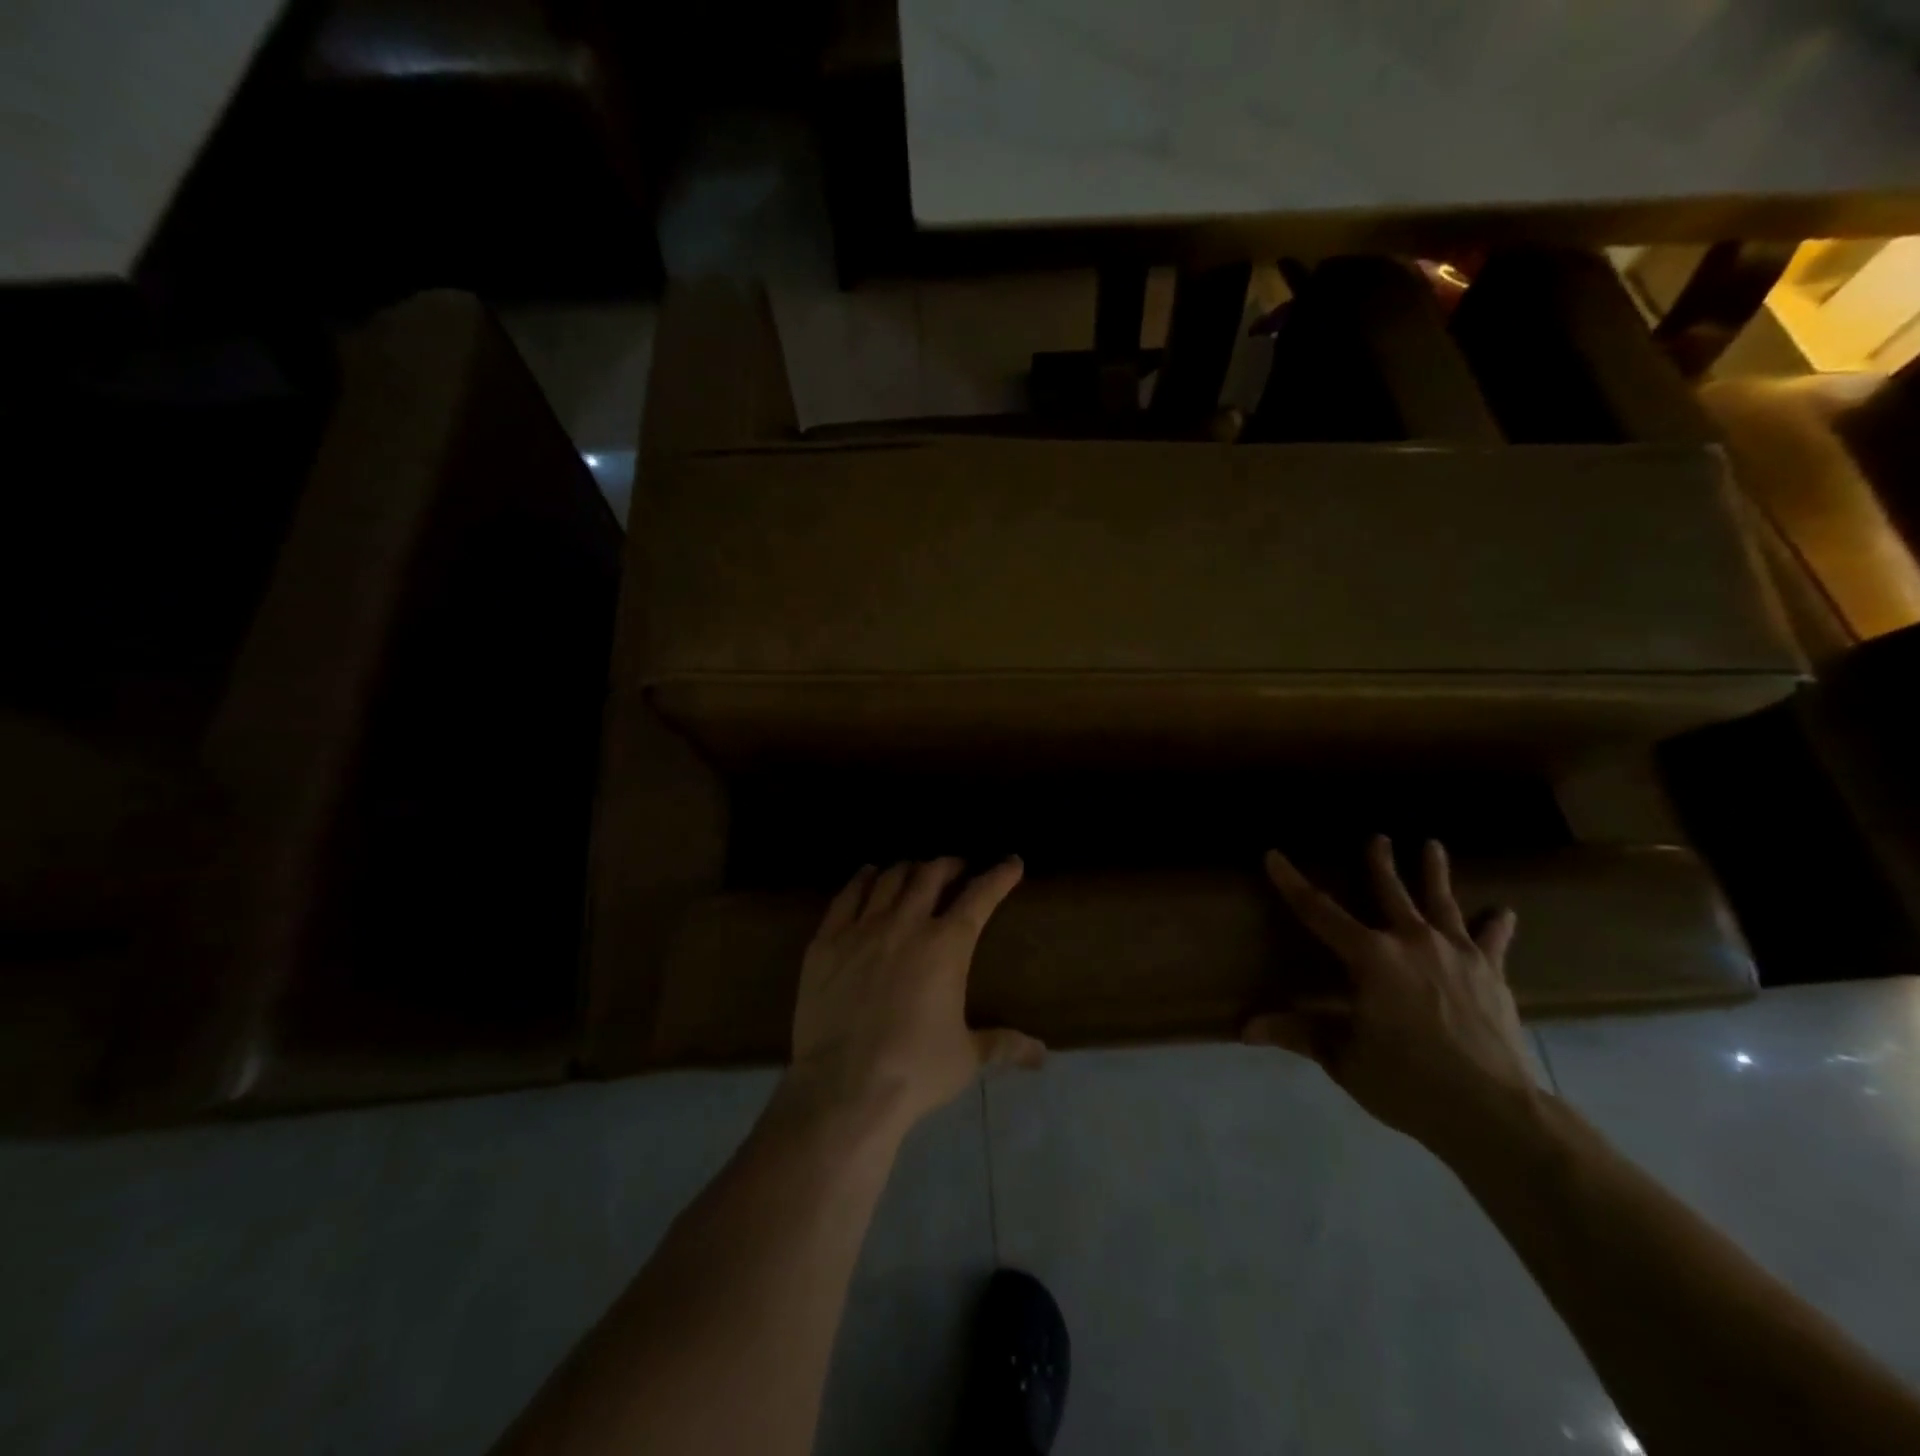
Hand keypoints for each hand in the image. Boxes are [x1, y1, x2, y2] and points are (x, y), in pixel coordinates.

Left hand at [787, 857, 1044, 1138]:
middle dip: (950, 865)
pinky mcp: (826, 941)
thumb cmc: (915, 1071)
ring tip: (915, 872)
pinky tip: (868, 875)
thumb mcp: (967, 1058)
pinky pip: (846, 896)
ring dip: (908, 869)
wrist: (844, 1088)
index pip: (980, 896)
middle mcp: (906, 924)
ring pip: (889, 879)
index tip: (1011, 862)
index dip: (999, 875)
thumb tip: (1041, 1054)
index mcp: (947, 946)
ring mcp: (862, 929)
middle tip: (957, 869)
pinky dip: (862, 880)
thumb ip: (1003, 1045)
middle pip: (931, 875)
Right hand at [1245, 835, 1538, 1157]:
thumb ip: (1299, 1033)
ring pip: (1441, 903)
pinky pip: (1491, 942)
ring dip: (1434, 874)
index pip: (1318, 911)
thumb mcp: (1344, 1058)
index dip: (1292, 883)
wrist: (1494, 1113)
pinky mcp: (1491, 975)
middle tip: (1377, 837)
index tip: (1274, 855)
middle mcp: (1412, 943)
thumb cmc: (1408, 1081)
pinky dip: (1495, 926)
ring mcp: (1457, 955)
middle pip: (1391, 892)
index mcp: (1370, 957)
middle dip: (1379, 863)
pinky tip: (1504, 912)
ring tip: (1432, 845)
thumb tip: (1245, 1028)